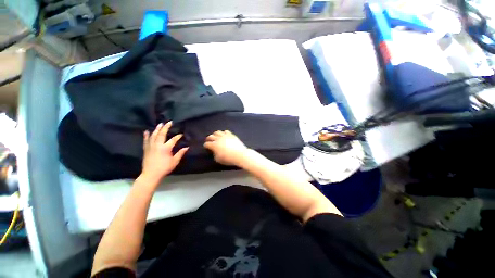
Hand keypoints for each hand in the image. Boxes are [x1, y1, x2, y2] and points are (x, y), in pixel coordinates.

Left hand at [140, 122, 188, 184]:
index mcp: (166, 148)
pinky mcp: (146, 149)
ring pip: (153, 135)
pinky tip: (147, 131)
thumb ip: (180, 153)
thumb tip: (186, 147)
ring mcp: (151, 146)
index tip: (181, 134)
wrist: (151, 175)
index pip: (173, 140)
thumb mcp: (174, 161)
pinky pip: (146, 140)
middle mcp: (158, 145)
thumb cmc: (164, 168)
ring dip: (157, 129)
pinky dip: (146, 135)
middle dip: (166, 127)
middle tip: (169, 122)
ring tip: (160, 124)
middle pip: (162, 134)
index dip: (178, 137)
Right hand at [203, 130, 249, 165]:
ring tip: (215, 136)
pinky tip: (224, 135)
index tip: (206, 146)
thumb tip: (215, 151)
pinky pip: (226, 131)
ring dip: (215, 134)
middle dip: (208, 138)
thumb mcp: (219, 159)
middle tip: (208, 140)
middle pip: (211, 136)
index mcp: (214, 145)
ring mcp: (225, 136)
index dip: (205, 145)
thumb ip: (215, 154)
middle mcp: (218, 139)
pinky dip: (223, 133)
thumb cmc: (229, 159)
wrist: (240, 154)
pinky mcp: (231, 135)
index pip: (207, 144)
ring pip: (218, 132)